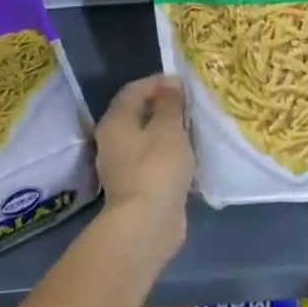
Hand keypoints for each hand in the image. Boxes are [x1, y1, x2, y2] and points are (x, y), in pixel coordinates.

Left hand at [94, 75, 192, 252]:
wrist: (147, 224)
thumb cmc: (157, 168)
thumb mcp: (169, 128)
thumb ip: (170, 104)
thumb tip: (170, 84)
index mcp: (116, 121)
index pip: (133, 90)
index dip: (158, 82)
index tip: (184, 84)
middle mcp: (113, 140)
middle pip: (138, 114)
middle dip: (164, 106)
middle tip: (192, 105)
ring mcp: (123, 165)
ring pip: (146, 138)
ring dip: (168, 131)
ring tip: (194, 128)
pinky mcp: (136, 185)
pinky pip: (153, 159)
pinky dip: (169, 153)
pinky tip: (189, 156)